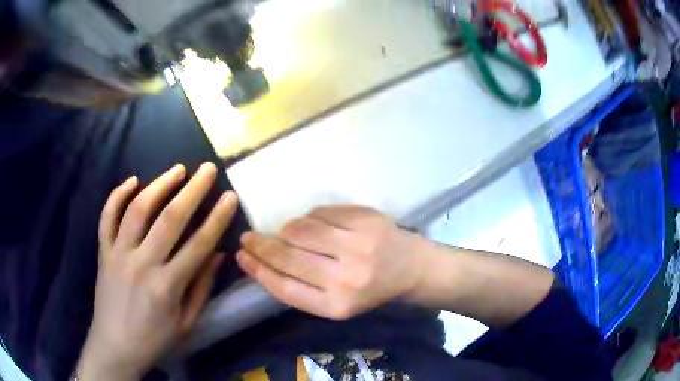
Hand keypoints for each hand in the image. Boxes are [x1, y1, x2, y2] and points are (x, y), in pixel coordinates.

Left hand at [77, 163, 237, 379]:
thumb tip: (217, 254)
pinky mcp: (103, 252)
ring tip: (177, 169)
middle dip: (193, 190)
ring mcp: (119, 254)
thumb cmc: (155, 339)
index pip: (198, 244)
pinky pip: (107, 217)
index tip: (229, 196)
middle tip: (207, 169)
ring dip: (159, 185)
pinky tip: (132, 180)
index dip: (217, 218)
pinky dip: (117, 195)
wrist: (115, 346)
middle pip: (170, 219)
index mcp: (167, 286)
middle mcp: (142, 264)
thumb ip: (201, 287)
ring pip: (137, 210)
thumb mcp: (186, 323)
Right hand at [236, 206, 424, 319]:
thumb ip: (303, 288)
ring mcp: (357, 245)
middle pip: (287, 257)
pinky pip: (319, 213)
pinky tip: (312, 225)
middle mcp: (346, 278)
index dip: (258, 270)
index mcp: (337, 306)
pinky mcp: (365, 220)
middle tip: (247, 238)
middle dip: (260, 245)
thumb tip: (263, 261)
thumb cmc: (371, 291)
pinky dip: (308, 218)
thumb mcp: (337, 303)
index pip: (284, 288)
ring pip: (299, 230)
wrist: (412, 268)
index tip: (241, 256)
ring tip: (286, 234)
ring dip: (285, 231)